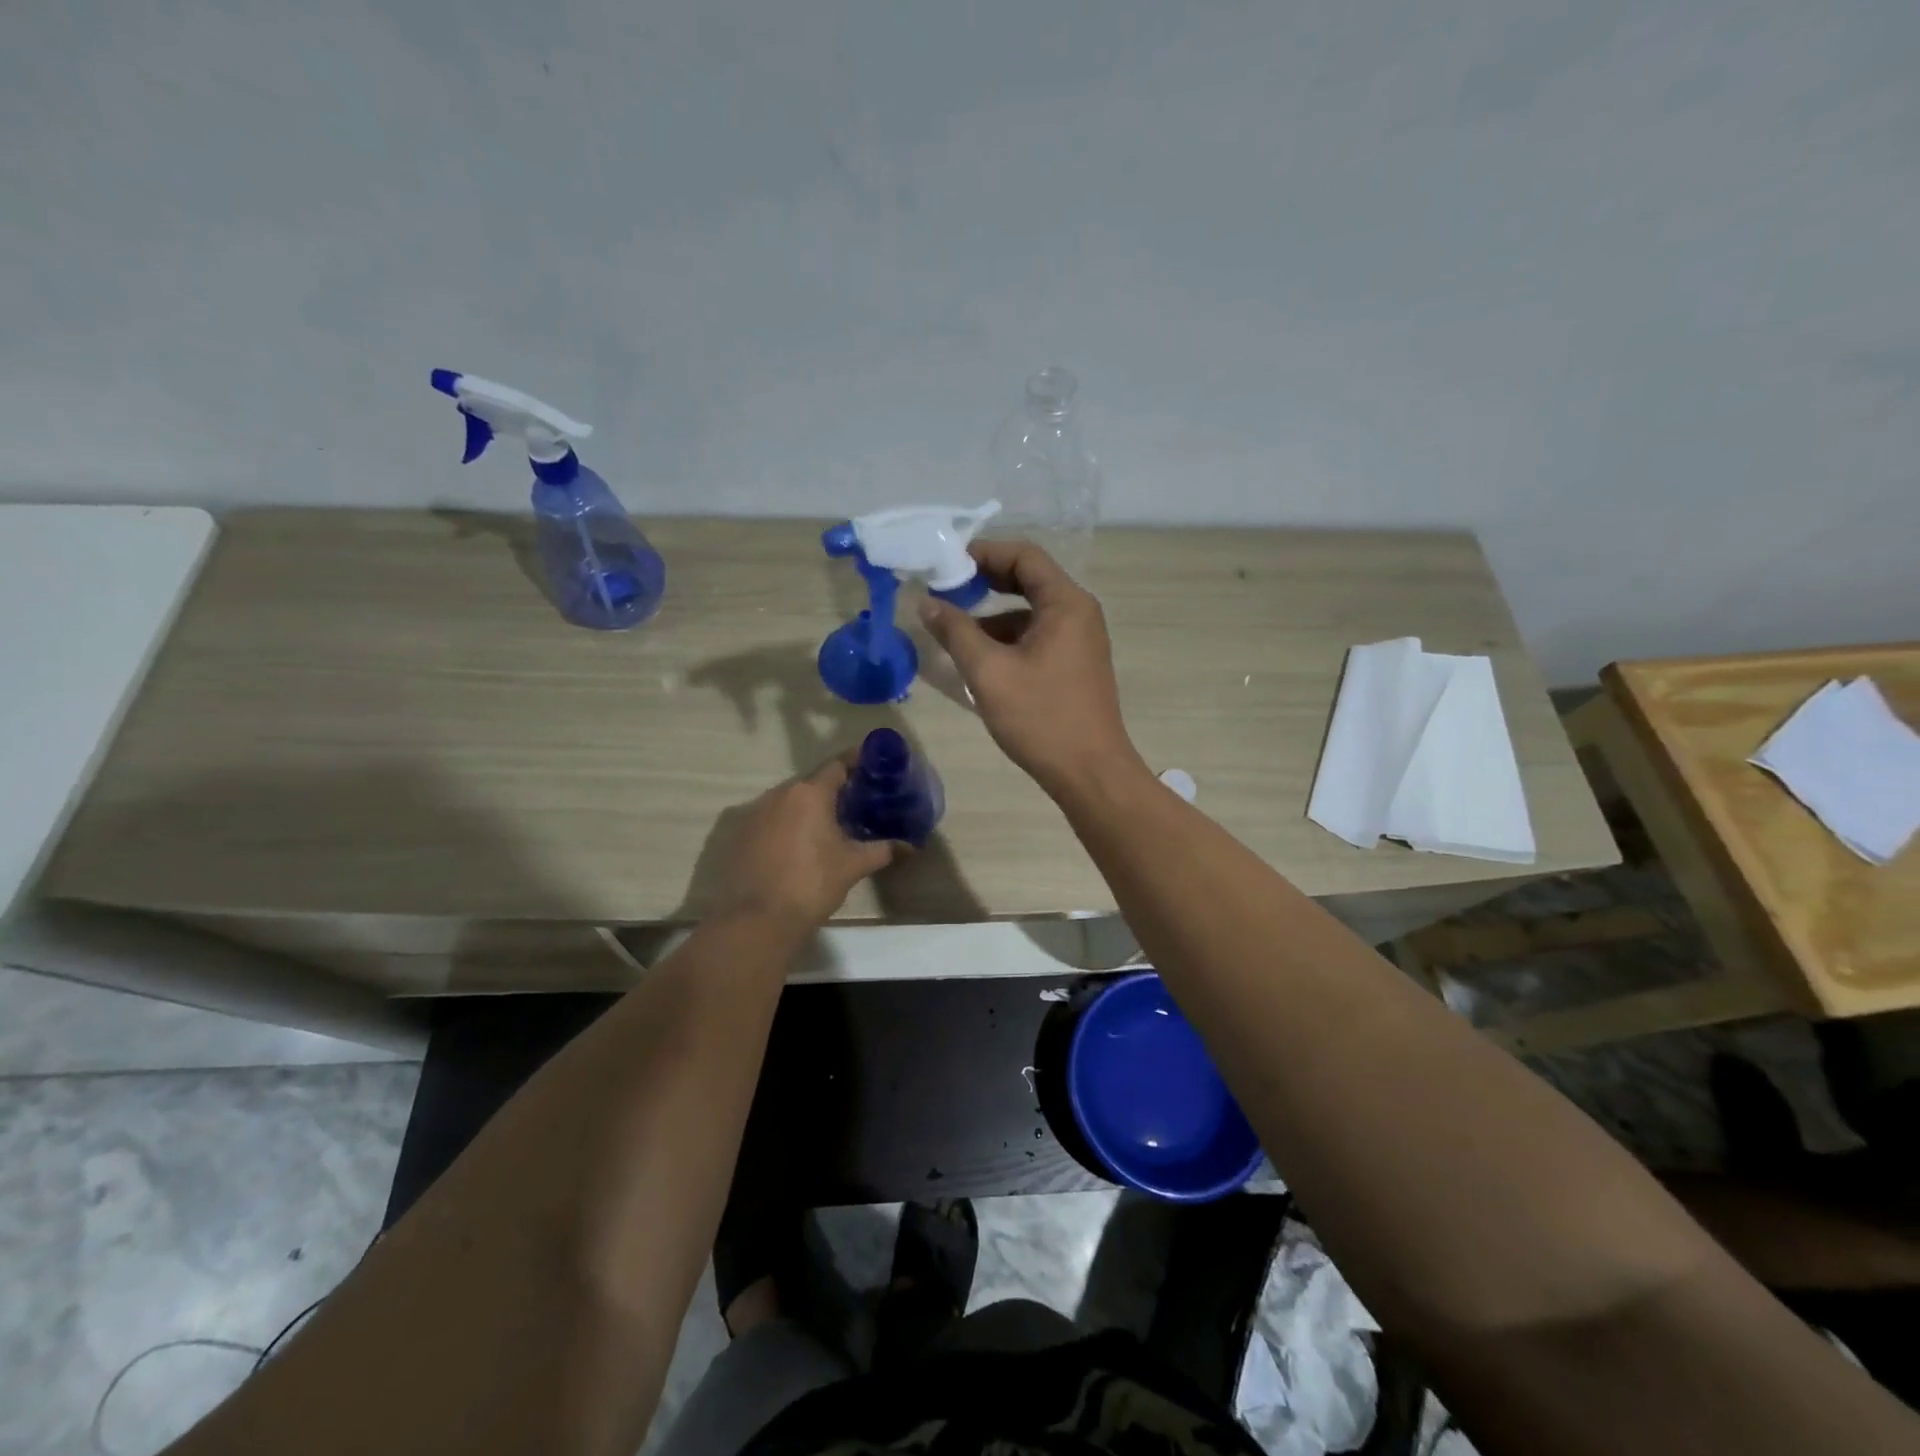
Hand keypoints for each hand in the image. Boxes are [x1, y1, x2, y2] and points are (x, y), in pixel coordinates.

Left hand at [714, 753, 901, 927]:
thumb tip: (910, 846)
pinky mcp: (738, 835)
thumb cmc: (812, 884)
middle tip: (854, 803)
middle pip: (811, 783)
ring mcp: (753, 813)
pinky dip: (785, 826)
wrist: (758, 919)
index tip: (871, 765)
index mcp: (809, 793)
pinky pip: (769, 820)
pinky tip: (795, 846)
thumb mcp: (853, 865)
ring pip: (788, 802)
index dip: (855, 762)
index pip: (836, 765)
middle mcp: (779, 794)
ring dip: (806, 809)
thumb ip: (883, 850)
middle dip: (832, 791)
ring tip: (826, 826)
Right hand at [918, 540, 1148, 800]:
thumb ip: (955, 631)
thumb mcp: (988, 672)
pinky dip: (1008, 639)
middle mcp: (1079, 612)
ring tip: (953, 630)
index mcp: (1066, 603)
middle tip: (945, 589)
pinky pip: (1037, 636)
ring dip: (992, 615)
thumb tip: (926, 602)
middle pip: (1028, 580)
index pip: (1024, 556)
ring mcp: (1080, 640)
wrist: (1090, 772)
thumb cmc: (1040, 718)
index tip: (946, 564)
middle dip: (985, 581)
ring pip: (1030, 612)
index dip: (983, 553)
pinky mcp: (1075, 664)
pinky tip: (980, 660)